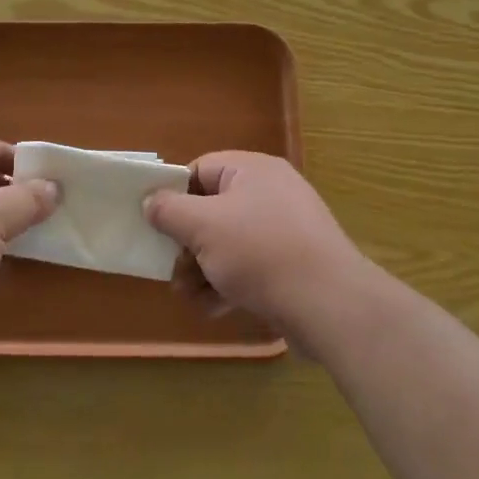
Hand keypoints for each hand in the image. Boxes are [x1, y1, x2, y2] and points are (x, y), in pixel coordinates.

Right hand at [144, 152, 369, 341]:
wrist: (329, 304)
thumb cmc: (260, 252)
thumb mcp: (203, 226)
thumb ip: (169, 210)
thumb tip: (150, 200)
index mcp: (253, 171)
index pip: (201, 169)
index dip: (174, 193)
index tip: (155, 222)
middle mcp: (271, 193)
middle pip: (212, 209)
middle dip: (186, 242)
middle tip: (169, 268)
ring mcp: (284, 230)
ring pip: (228, 243)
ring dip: (202, 269)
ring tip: (187, 295)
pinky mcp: (293, 265)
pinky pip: (250, 266)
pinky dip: (228, 284)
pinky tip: (213, 309)